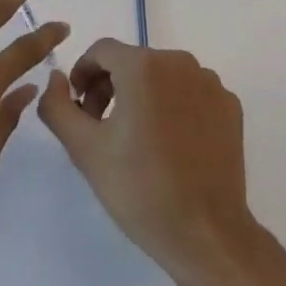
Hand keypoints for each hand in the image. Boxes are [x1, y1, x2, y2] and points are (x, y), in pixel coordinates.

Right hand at [38, 39, 262, 285]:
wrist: (206, 234)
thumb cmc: (140, 190)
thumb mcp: (85, 149)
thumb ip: (58, 106)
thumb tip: (56, 78)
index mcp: (144, 66)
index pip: (102, 51)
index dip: (83, 75)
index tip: (79, 109)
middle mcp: (180, 62)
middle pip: (133, 62)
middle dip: (111, 87)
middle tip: (101, 129)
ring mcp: (210, 83)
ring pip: (163, 77)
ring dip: (143, 96)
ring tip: (136, 141)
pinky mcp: (230, 106)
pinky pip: (191, 94)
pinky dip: (174, 108)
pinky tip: (170, 147)